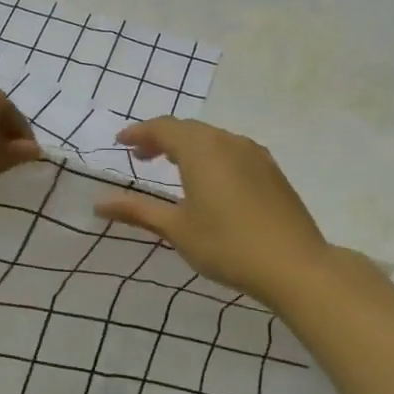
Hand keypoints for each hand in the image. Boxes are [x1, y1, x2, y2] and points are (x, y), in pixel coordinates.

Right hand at [93, 117, 330, 305]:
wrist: (295, 265)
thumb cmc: (227, 245)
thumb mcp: (176, 229)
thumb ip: (137, 210)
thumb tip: (98, 203)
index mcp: (201, 150)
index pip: (163, 128)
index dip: (139, 132)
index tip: (120, 143)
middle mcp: (228, 142)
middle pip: (188, 129)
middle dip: (161, 138)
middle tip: (141, 156)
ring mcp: (255, 155)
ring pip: (213, 139)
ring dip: (187, 146)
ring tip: (172, 167)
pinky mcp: (272, 171)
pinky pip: (233, 151)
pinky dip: (211, 156)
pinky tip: (210, 180)